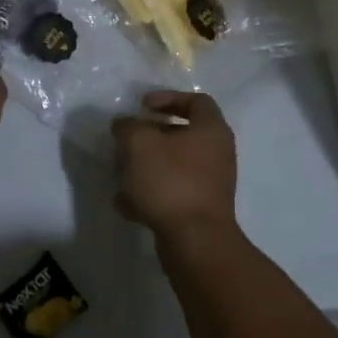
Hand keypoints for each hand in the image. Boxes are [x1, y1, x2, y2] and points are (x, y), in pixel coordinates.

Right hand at [112, 91, 238, 238]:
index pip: (196, 100)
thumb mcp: (139, 144)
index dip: (167, 98)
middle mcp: (217, 153)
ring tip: (120, 174)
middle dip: (149, 137)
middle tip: (126, 142)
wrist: (195, 240)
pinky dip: (151, 192)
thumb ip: (128, 127)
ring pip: (174, 164)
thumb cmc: (170, 181)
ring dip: (146, 166)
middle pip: (181, 134)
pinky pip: (173, 191)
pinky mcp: (201, 208)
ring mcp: (211, 183)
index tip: (142, 106)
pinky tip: (128, 204)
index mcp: (211, 129)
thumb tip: (124, 125)